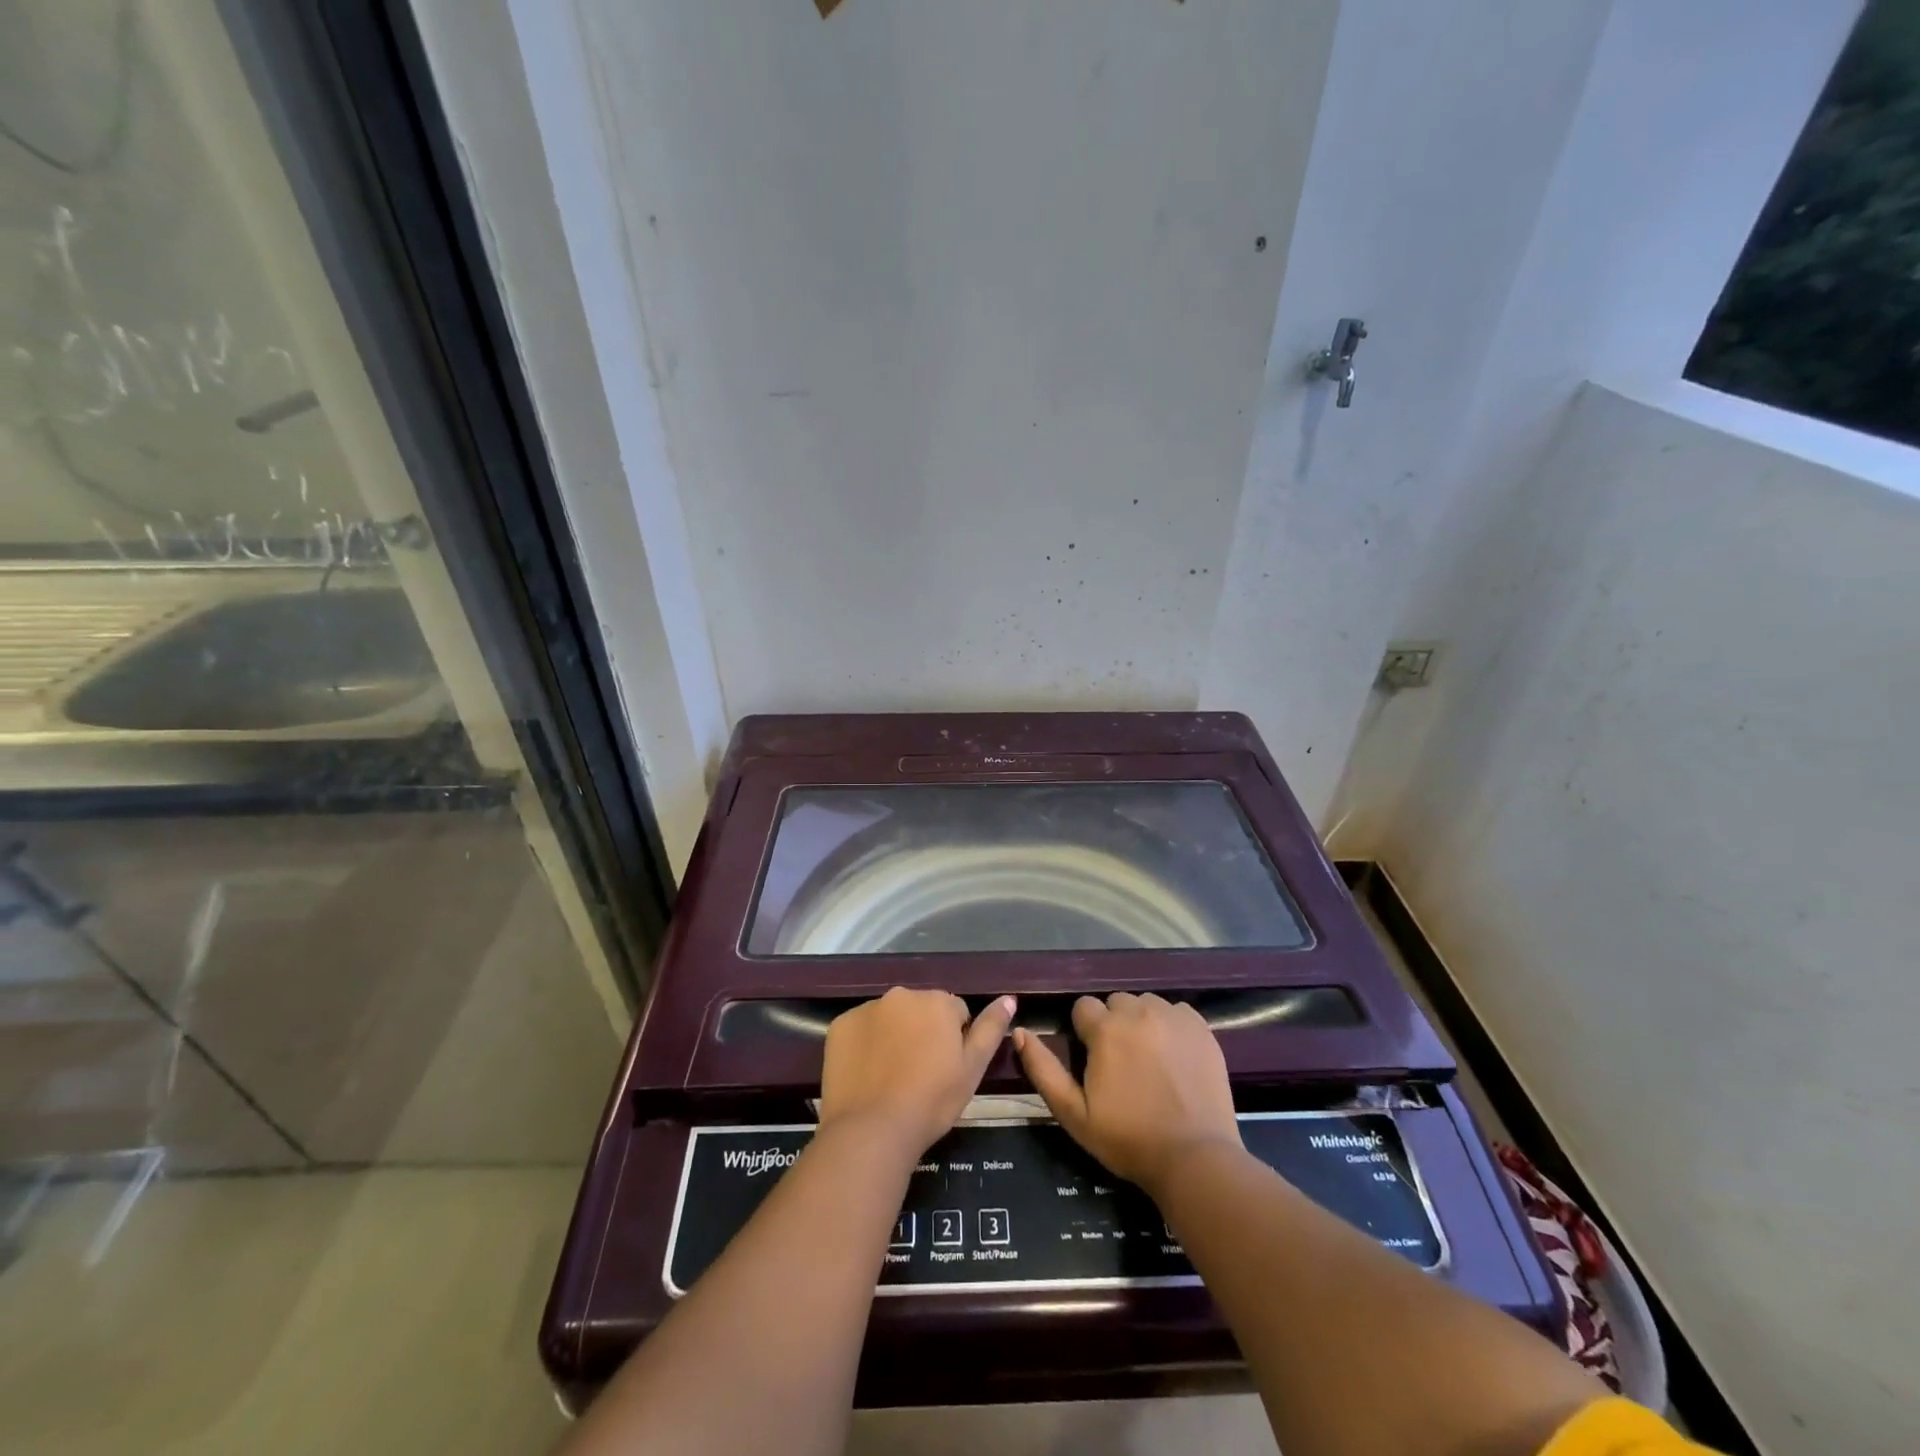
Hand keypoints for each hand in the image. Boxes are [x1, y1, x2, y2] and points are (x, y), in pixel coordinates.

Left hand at [819, 988, 1015, 1159]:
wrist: (872, 1130)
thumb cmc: (931, 1102)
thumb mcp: (972, 1069)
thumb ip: (991, 1029)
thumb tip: (1009, 998)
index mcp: (937, 1002)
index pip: (955, 1012)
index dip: (954, 1041)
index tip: (945, 1070)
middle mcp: (902, 994)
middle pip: (920, 1010)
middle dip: (923, 1032)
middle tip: (919, 1074)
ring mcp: (867, 1008)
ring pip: (889, 1018)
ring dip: (894, 1035)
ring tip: (891, 1077)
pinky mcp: (840, 1025)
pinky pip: (860, 1029)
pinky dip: (865, 1045)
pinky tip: (867, 1074)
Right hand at [1015, 992, 1240, 1194]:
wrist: (1194, 1158)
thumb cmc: (1127, 1139)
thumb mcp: (1073, 1112)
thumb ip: (1042, 1068)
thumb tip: (1019, 1031)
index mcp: (1105, 1029)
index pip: (1083, 1007)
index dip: (1084, 1032)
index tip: (1093, 1059)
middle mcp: (1138, 1012)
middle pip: (1115, 1003)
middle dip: (1113, 1025)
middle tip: (1121, 1062)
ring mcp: (1173, 1017)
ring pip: (1145, 1004)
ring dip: (1141, 1022)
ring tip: (1148, 1058)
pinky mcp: (1201, 1027)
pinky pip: (1176, 1011)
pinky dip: (1171, 1026)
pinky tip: (1174, 1055)